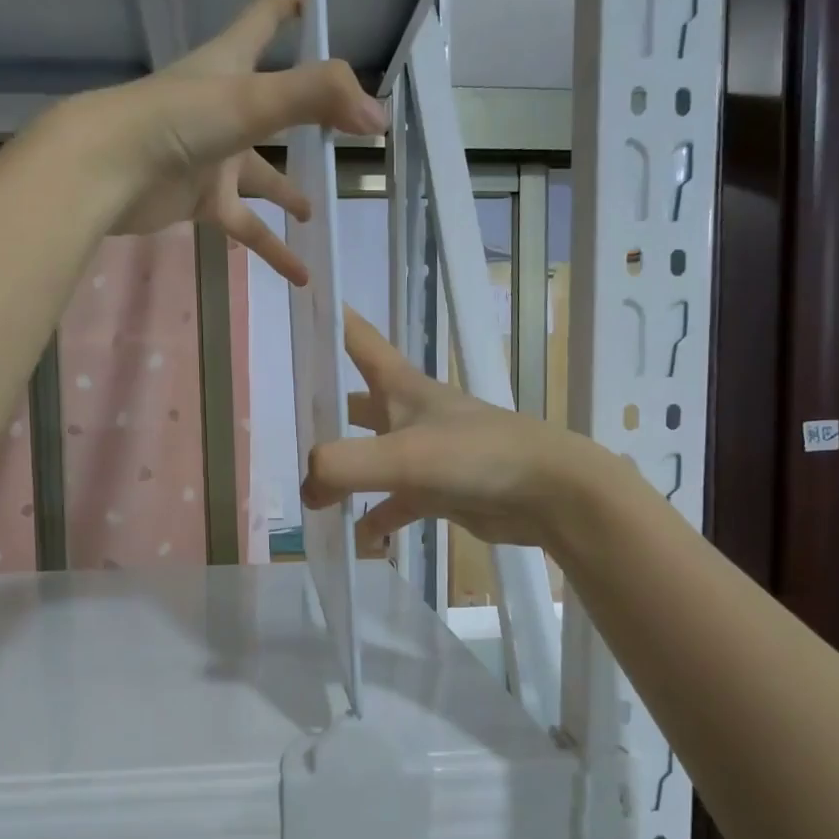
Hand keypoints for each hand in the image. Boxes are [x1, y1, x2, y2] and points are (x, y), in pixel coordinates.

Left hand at [53, 0, 387, 282]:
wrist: (109, 171)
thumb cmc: (177, 120)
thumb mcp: (253, 100)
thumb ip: (318, 100)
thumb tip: (378, 117)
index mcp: (231, 65)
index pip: (265, 19)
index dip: (290, 4)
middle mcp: (224, 107)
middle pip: (275, 106)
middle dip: (308, 117)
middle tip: (346, 134)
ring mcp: (212, 156)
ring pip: (262, 176)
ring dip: (288, 193)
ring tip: (316, 215)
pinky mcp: (201, 199)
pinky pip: (247, 225)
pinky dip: (272, 249)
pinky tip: (301, 274)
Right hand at [302, 310, 600, 553]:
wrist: (548, 493)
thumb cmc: (475, 456)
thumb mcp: (401, 455)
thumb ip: (342, 466)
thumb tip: (307, 489)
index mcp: (402, 388)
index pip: (360, 339)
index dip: (333, 319)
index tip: (304, 296)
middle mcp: (412, 414)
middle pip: (360, 402)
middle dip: (327, 409)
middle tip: (290, 419)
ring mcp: (426, 454)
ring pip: (373, 457)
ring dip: (346, 474)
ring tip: (311, 495)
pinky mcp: (440, 491)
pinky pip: (396, 504)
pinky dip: (377, 520)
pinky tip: (360, 541)